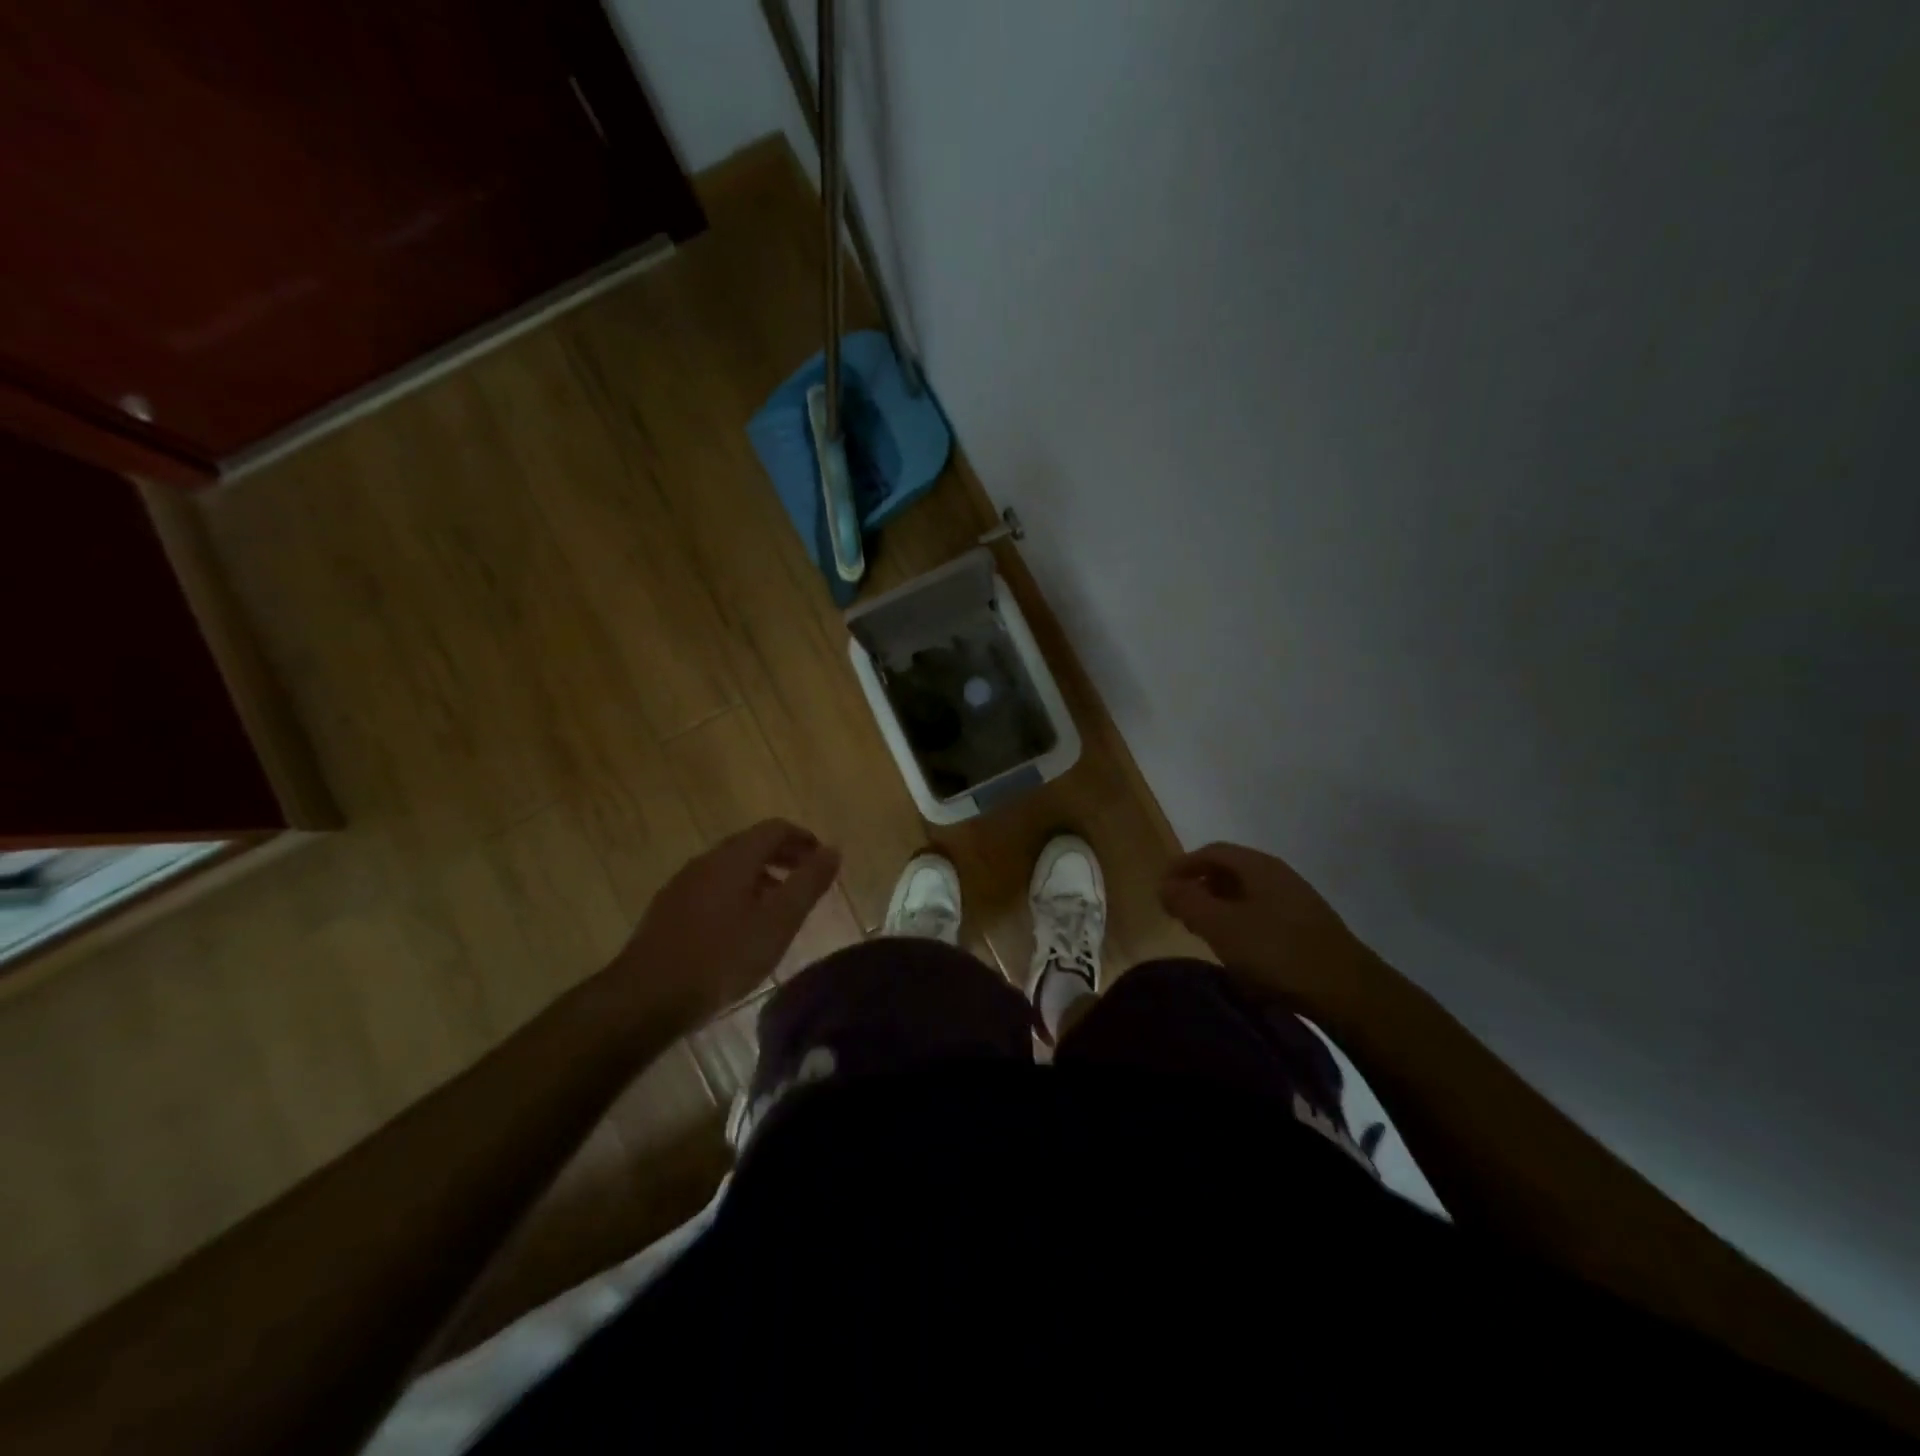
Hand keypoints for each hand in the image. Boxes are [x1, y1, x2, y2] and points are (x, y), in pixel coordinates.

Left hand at [605, 819, 841, 1029]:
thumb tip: (833, 850)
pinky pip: (712, 888)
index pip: (775, 829)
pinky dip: (738, 893)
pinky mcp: (668, 911)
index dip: (803, 838)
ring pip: (730, 868)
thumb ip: (808, 884)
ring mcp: (683, 885)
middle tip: (807, 880)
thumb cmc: (722, 957)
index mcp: (734, 857)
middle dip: (783, 856)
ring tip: (779, 906)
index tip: (822, 859)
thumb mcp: (778, 922)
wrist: (646, 998)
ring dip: (761, 877)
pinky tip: (742, 928)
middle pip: (751, 845)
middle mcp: (706, 861)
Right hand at [1159, 842, 1379, 1018]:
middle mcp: (1278, 875)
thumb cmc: (1276, 952)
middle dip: (1199, 885)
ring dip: (1219, 905)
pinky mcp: (1307, 927)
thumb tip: (1164, 885)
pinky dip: (1240, 921)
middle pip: (1229, 869)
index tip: (1161, 889)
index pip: (1211, 851)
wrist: (1348, 993)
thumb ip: (1188, 902)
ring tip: (1202, 930)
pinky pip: (1262, 912)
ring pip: (1246, 893)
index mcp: (1258, 866)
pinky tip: (1237, 948)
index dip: (1182, 866)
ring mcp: (1296, 901)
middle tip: (1178, 910)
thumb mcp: (1220, 926)